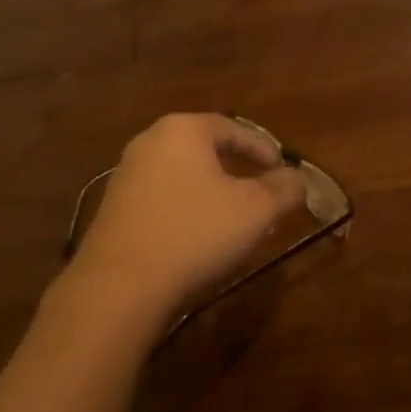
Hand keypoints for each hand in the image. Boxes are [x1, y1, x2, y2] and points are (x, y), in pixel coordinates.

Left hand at [67, 113, 308, 334]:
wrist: (121, 283)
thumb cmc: (196, 233)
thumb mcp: (256, 210)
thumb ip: (283, 188)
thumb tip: (297, 178)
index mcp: (183, 130)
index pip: (233, 128)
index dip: (263, 148)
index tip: (283, 169)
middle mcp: (149, 141)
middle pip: (204, 148)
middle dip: (236, 167)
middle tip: (260, 189)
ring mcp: (125, 174)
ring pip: (181, 173)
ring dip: (210, 189)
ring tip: (232, 215)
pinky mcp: (113, 207)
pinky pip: (161, 196)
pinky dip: (185, 207)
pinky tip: (196, 234)